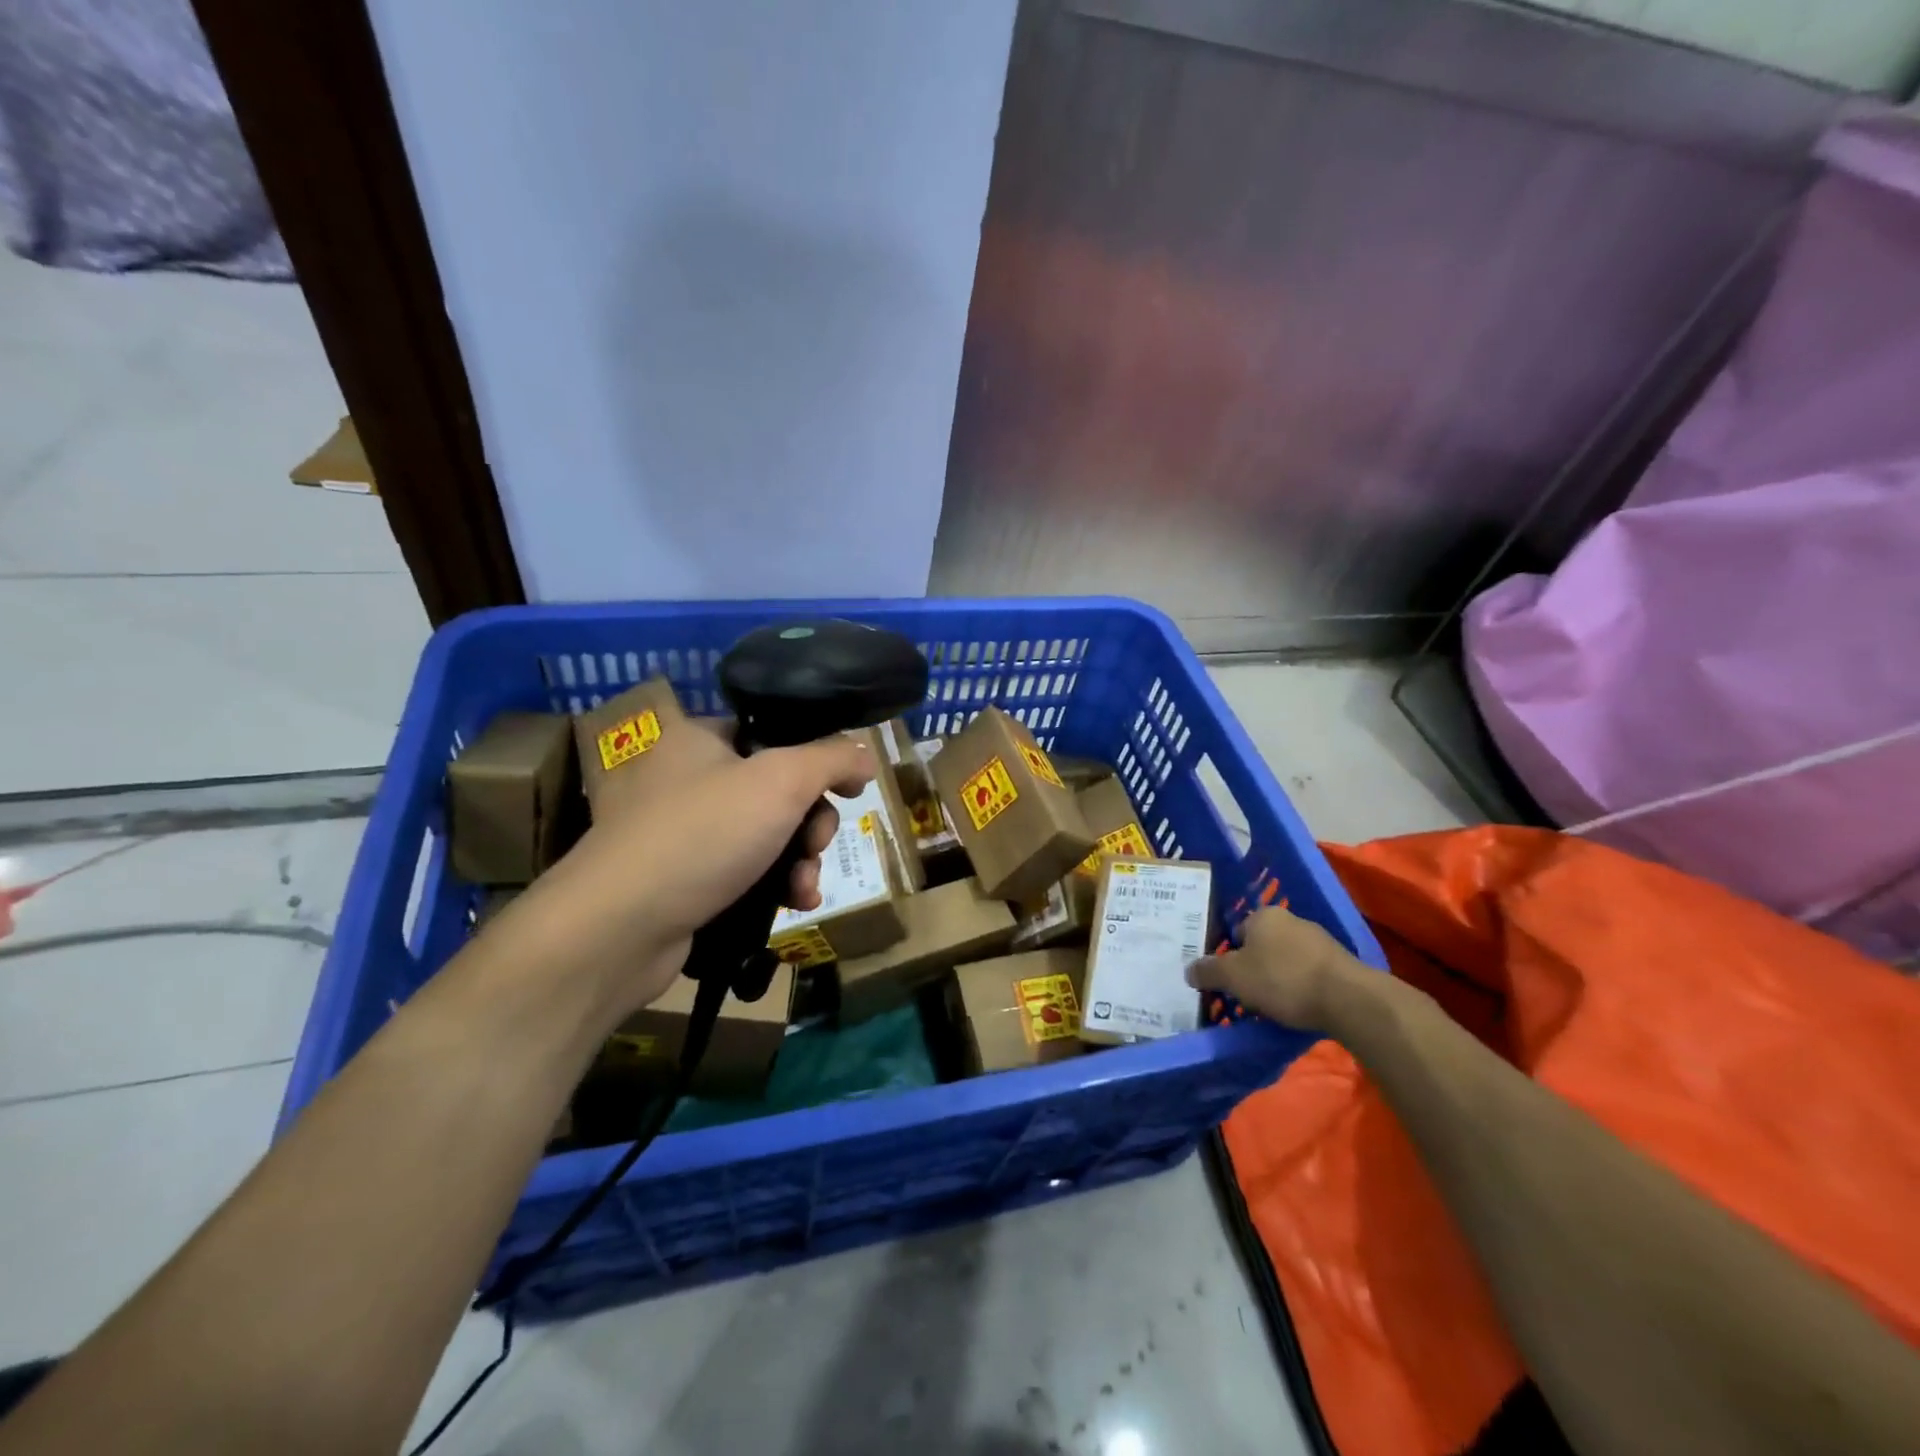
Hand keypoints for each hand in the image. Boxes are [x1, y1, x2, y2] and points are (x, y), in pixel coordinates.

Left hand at [483, 730, 873, 1026]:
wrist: (618, 928)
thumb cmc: (703, 834)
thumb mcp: (781, 781)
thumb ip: (832, 758)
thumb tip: (866, 753)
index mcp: (701, 738)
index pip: (774, 733)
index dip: (818, 758)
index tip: (848, 788)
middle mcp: (689, 778)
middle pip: (778, 789)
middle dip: (812, 822)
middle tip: (816, 843)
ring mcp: (684, 832)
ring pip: (767, 835)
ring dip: (800, 859)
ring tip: (805, 886)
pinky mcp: (685, 880)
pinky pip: (746, 871)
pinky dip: (775, 884)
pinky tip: (795, 904)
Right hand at [1187, 906, 1372, 1031]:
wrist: (1349, 999)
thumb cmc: (1283, 979)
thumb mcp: (1233, 977)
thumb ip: (1208, 972)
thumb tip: (1189, 970)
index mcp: (1264, 916)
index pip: (1237, 931)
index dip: (1230, 957)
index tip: (1229, 981)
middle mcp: (1291, 920)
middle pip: (1262, 945)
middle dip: (1255, 968)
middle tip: (1248, 995)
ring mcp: (1319, 940)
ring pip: (1287, 959)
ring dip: (1280, 978)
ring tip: (1275, 1006)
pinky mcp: (1340, 963)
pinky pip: (1309, 973)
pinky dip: (1302, 987)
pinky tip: (1300, 1007)